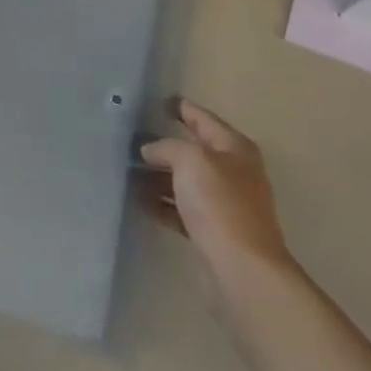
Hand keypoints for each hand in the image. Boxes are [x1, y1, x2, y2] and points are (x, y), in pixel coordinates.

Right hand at [140, 99, 289, 272]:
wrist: (242, 268)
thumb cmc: (219, 203)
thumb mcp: (190, 160)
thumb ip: (167, 147)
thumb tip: (150, 150)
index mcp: (234, 147)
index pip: (203, 118)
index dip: (182, 108)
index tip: (159, 102)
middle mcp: (233, 171)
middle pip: (194, 151)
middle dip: (164, 146)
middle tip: (132, 139)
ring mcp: (225, 203)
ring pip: (187, 181)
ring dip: (160, 177)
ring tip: (128, 172)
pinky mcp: (215, 231)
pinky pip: (184, 209)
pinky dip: (164, 204)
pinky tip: (141, 203)